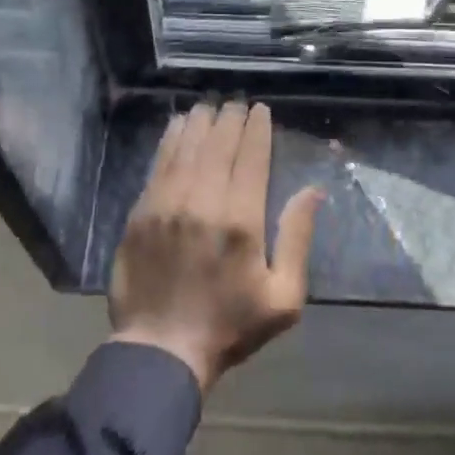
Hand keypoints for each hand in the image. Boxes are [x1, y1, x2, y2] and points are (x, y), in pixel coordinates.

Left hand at [109, 101, 322, 392]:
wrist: (161, 351)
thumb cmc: (230, 326)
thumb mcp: (283, 297)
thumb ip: (297, 239)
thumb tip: (313, 192)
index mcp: (241, 220)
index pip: (251, 157)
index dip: (257, 128)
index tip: (260, 110)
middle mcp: (202, 201)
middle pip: (218, 144)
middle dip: (230, 118)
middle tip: (236, 103)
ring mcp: (167, 204)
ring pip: (187, 147)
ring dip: (200, 122)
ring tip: (210, 106)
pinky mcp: (141, 212)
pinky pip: (159, 163)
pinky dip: (170, 139)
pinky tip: (178, 126)